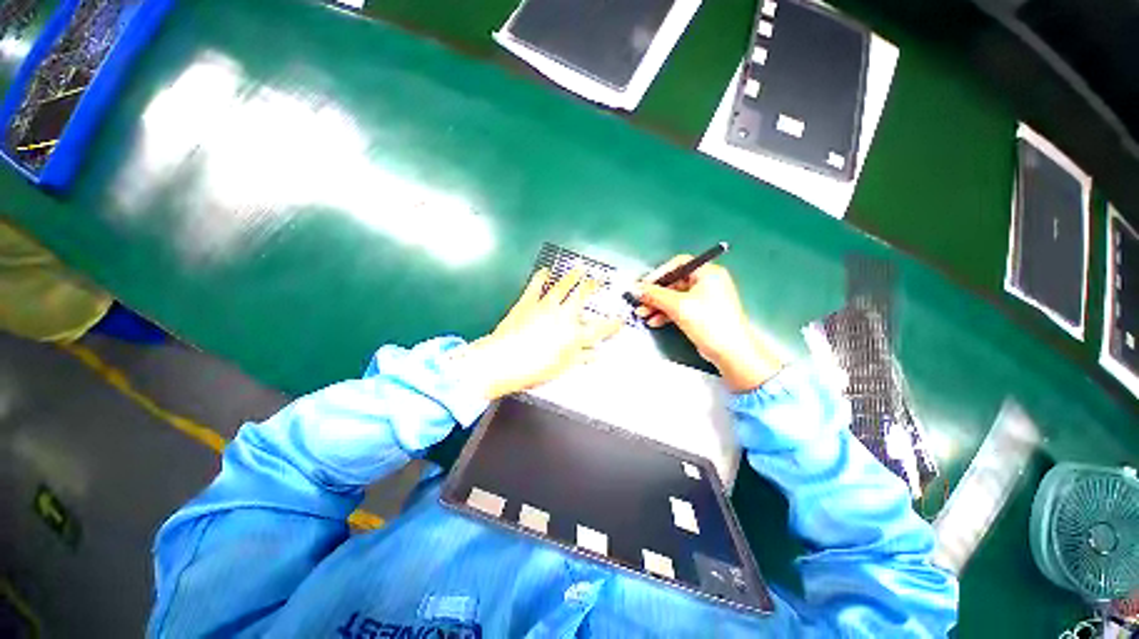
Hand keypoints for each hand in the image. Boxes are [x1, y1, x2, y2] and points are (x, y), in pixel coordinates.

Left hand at [458, 267, 622, 399]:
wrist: (504, 360)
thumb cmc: (535, 368)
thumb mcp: (563, 367)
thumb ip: (582, 358)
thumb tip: (597, 354)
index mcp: (574, 335)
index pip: (599, 329)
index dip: (612, 324)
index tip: (620, 320)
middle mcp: (563, 316)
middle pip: (580, 297)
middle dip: (591, 287)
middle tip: (597, 279)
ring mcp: (544, 307)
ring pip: (561, 287)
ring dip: (571, 277)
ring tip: (578, 269)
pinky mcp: (527, 303)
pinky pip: (535, 287)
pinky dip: (540, 278)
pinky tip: (544, 271)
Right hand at [634, 256, 781, 391]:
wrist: (731, 352)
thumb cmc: (709, 323)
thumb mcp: (678, 305)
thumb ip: (655, 295)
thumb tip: (636, 289)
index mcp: (708, 273)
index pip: (678, 264)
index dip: (659, 273)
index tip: (644, 285)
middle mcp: (708, 283)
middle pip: (675, 283)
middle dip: (655, 294)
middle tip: (640, 302)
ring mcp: (706, 299)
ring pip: (675, 297)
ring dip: (658, 305)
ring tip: (643, 314)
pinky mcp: (702, 314)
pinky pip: (680, 308)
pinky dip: (666, 314)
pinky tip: (654, 321)